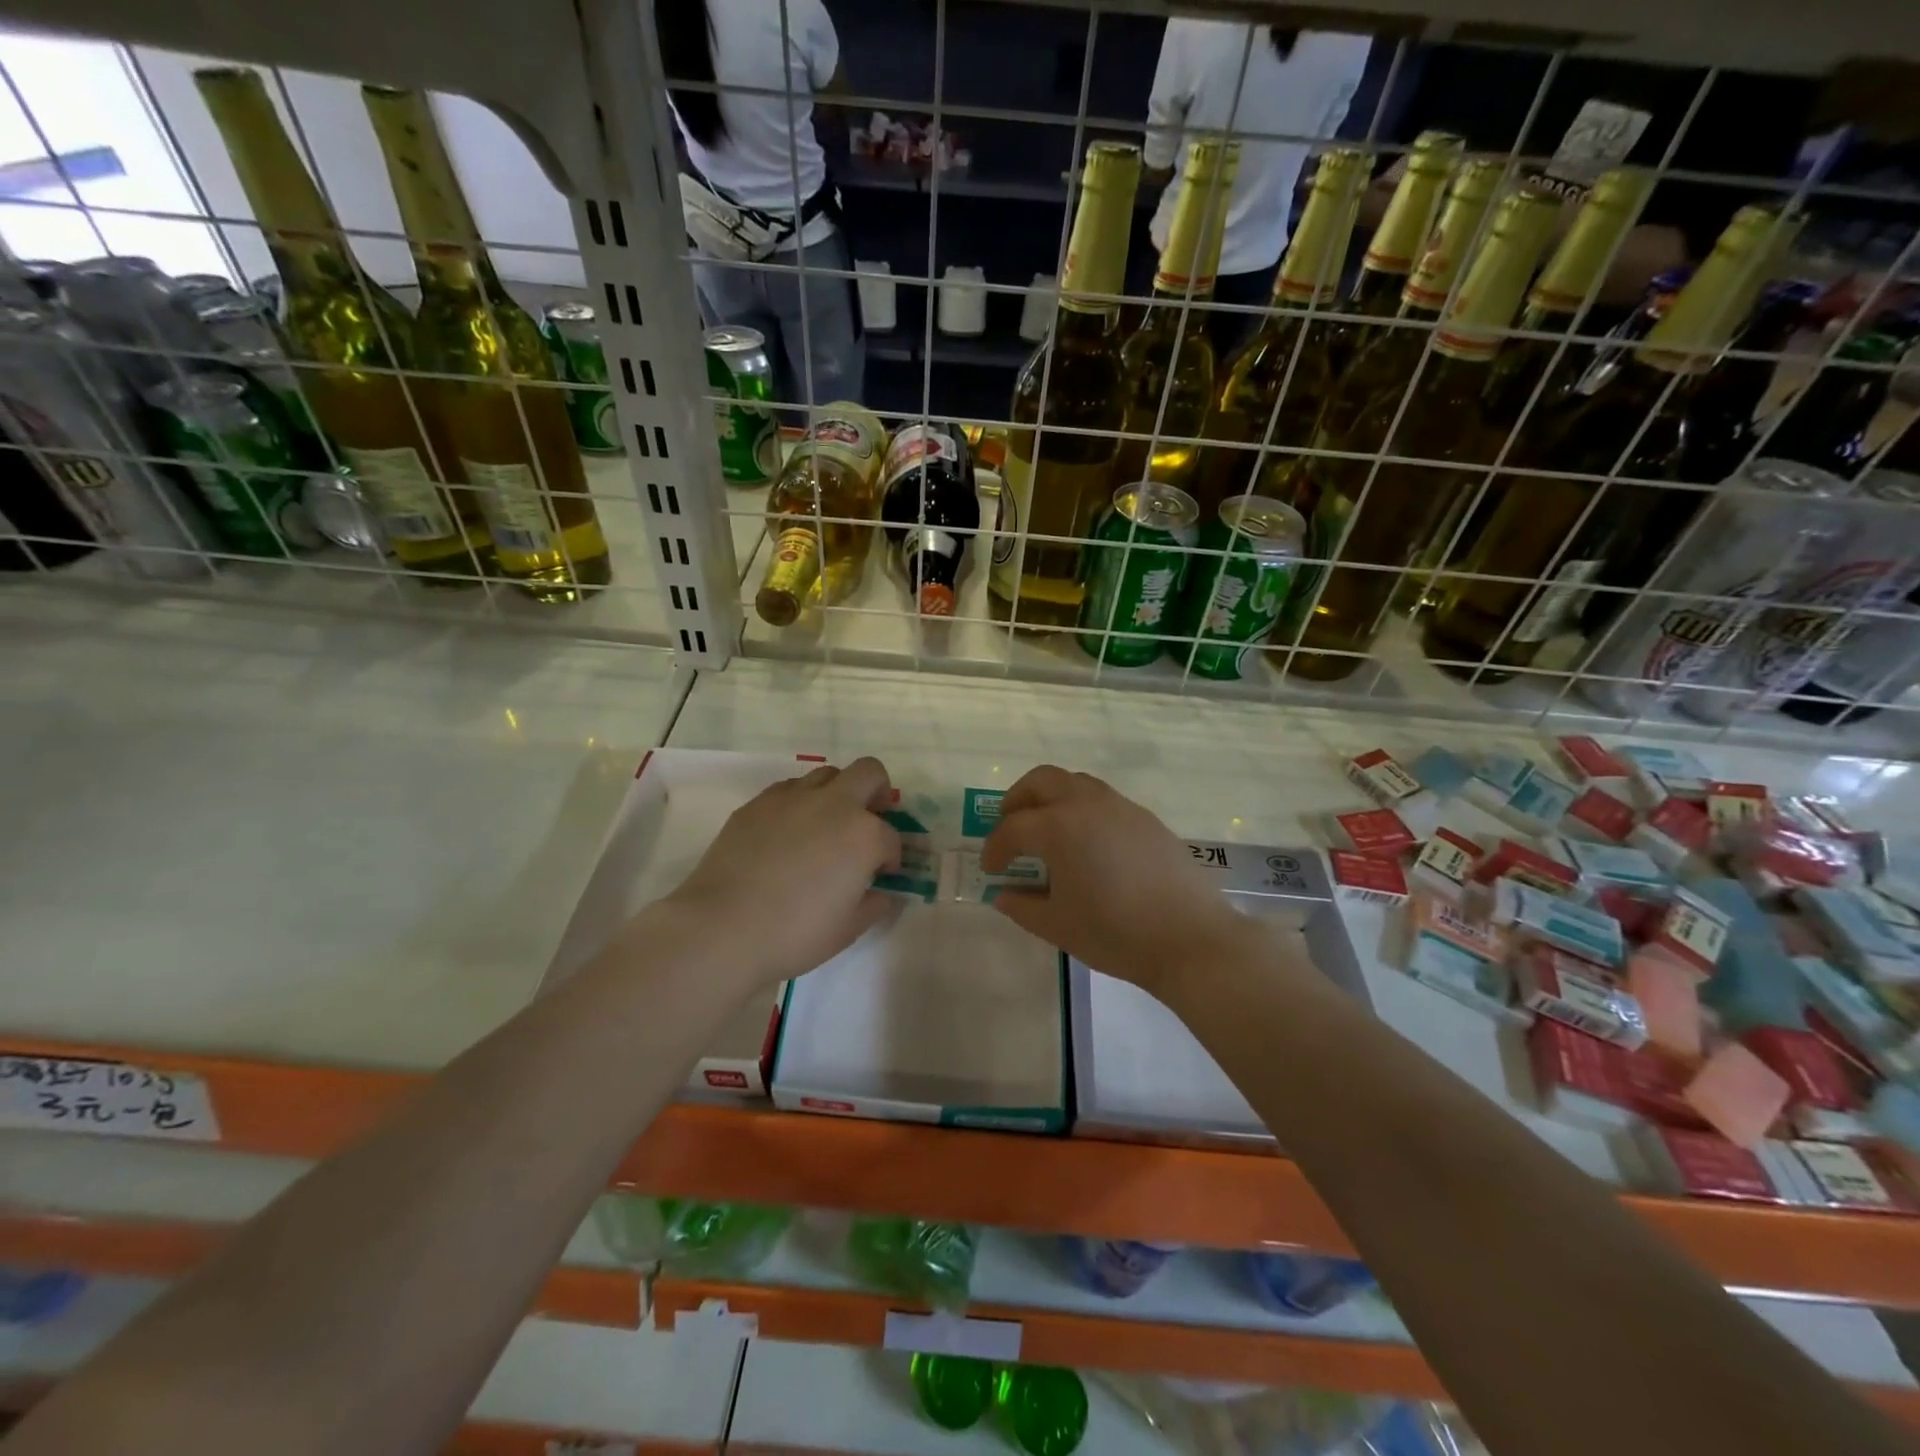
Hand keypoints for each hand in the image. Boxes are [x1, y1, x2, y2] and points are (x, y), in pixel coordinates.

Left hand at [663, 757, 901, 991]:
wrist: (722, 927)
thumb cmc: (795, 933)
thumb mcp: (849, 928)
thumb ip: (875, 904)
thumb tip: (883, 893)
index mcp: (864, 835)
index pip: (891, 837)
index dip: (891, 857)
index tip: (881, 875)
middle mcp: (833, 804)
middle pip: (869, 773)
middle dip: (877, 793)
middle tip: (868, 821)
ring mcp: (792, 798)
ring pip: (826, 774)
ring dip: (836, 794)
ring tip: (825, 827)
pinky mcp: (757, 803)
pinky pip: (789, 789)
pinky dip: (799, 804)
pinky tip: (788, 834)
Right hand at [980, 765, 1255, 997]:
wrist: (1190, 938)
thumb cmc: (1115, 934)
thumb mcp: (1058, 926)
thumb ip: (1023, 906)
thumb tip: (1004, 894)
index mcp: (1059, 827)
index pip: (1013, 828)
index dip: (995, 848)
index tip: (990, 869)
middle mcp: (1087, 804)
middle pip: (1041, 781)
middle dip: (1018, 801)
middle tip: (1010, 828)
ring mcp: (1121, 807)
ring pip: (1075, 783)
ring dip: (1052, 799)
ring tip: (1048, 833)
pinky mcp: (1146, 819)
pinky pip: (1103, 800)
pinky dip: (1082, 810)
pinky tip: (1088, 846)